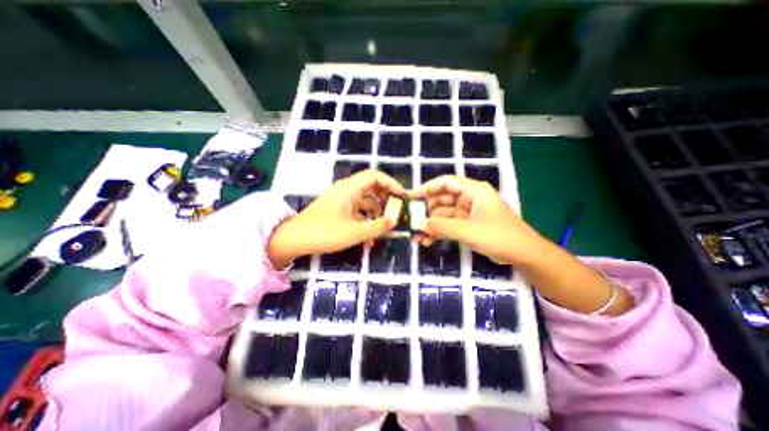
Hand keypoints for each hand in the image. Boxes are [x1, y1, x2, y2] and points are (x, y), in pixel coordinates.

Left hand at [268, 171, 403, 266]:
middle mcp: (347, 191)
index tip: (402, 196)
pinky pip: (357, 213)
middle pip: (372, 189)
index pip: (375, 176)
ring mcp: (342, 201)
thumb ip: (378, 226)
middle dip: (386, 202)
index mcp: (350, 188)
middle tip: (397, 214)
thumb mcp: (355, 232)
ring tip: (383, 233)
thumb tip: (395, 221)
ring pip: (365, 204)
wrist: (294, 240)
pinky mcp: (338, 211)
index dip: (391, 184)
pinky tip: (369, 240)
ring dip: (375, 217)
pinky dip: (365, 223)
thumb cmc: (325, 232)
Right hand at [407, 176, 545, 265]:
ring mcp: (468, 213)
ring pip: (444, 215)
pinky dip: (438, 232)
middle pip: (442, 199)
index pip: (446, 183)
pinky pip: (449, 226)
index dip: (428, 187)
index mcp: (474, 191)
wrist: (523, 255)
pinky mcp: (467, 226)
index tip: (412, 196)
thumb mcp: (469, 230)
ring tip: (417, 236)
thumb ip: (442, 226)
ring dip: (431, 225)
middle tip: (412, 220)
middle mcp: (469, 199)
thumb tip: (420, 224)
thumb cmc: (499, 236)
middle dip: (427, 211)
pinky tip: (427, 241)